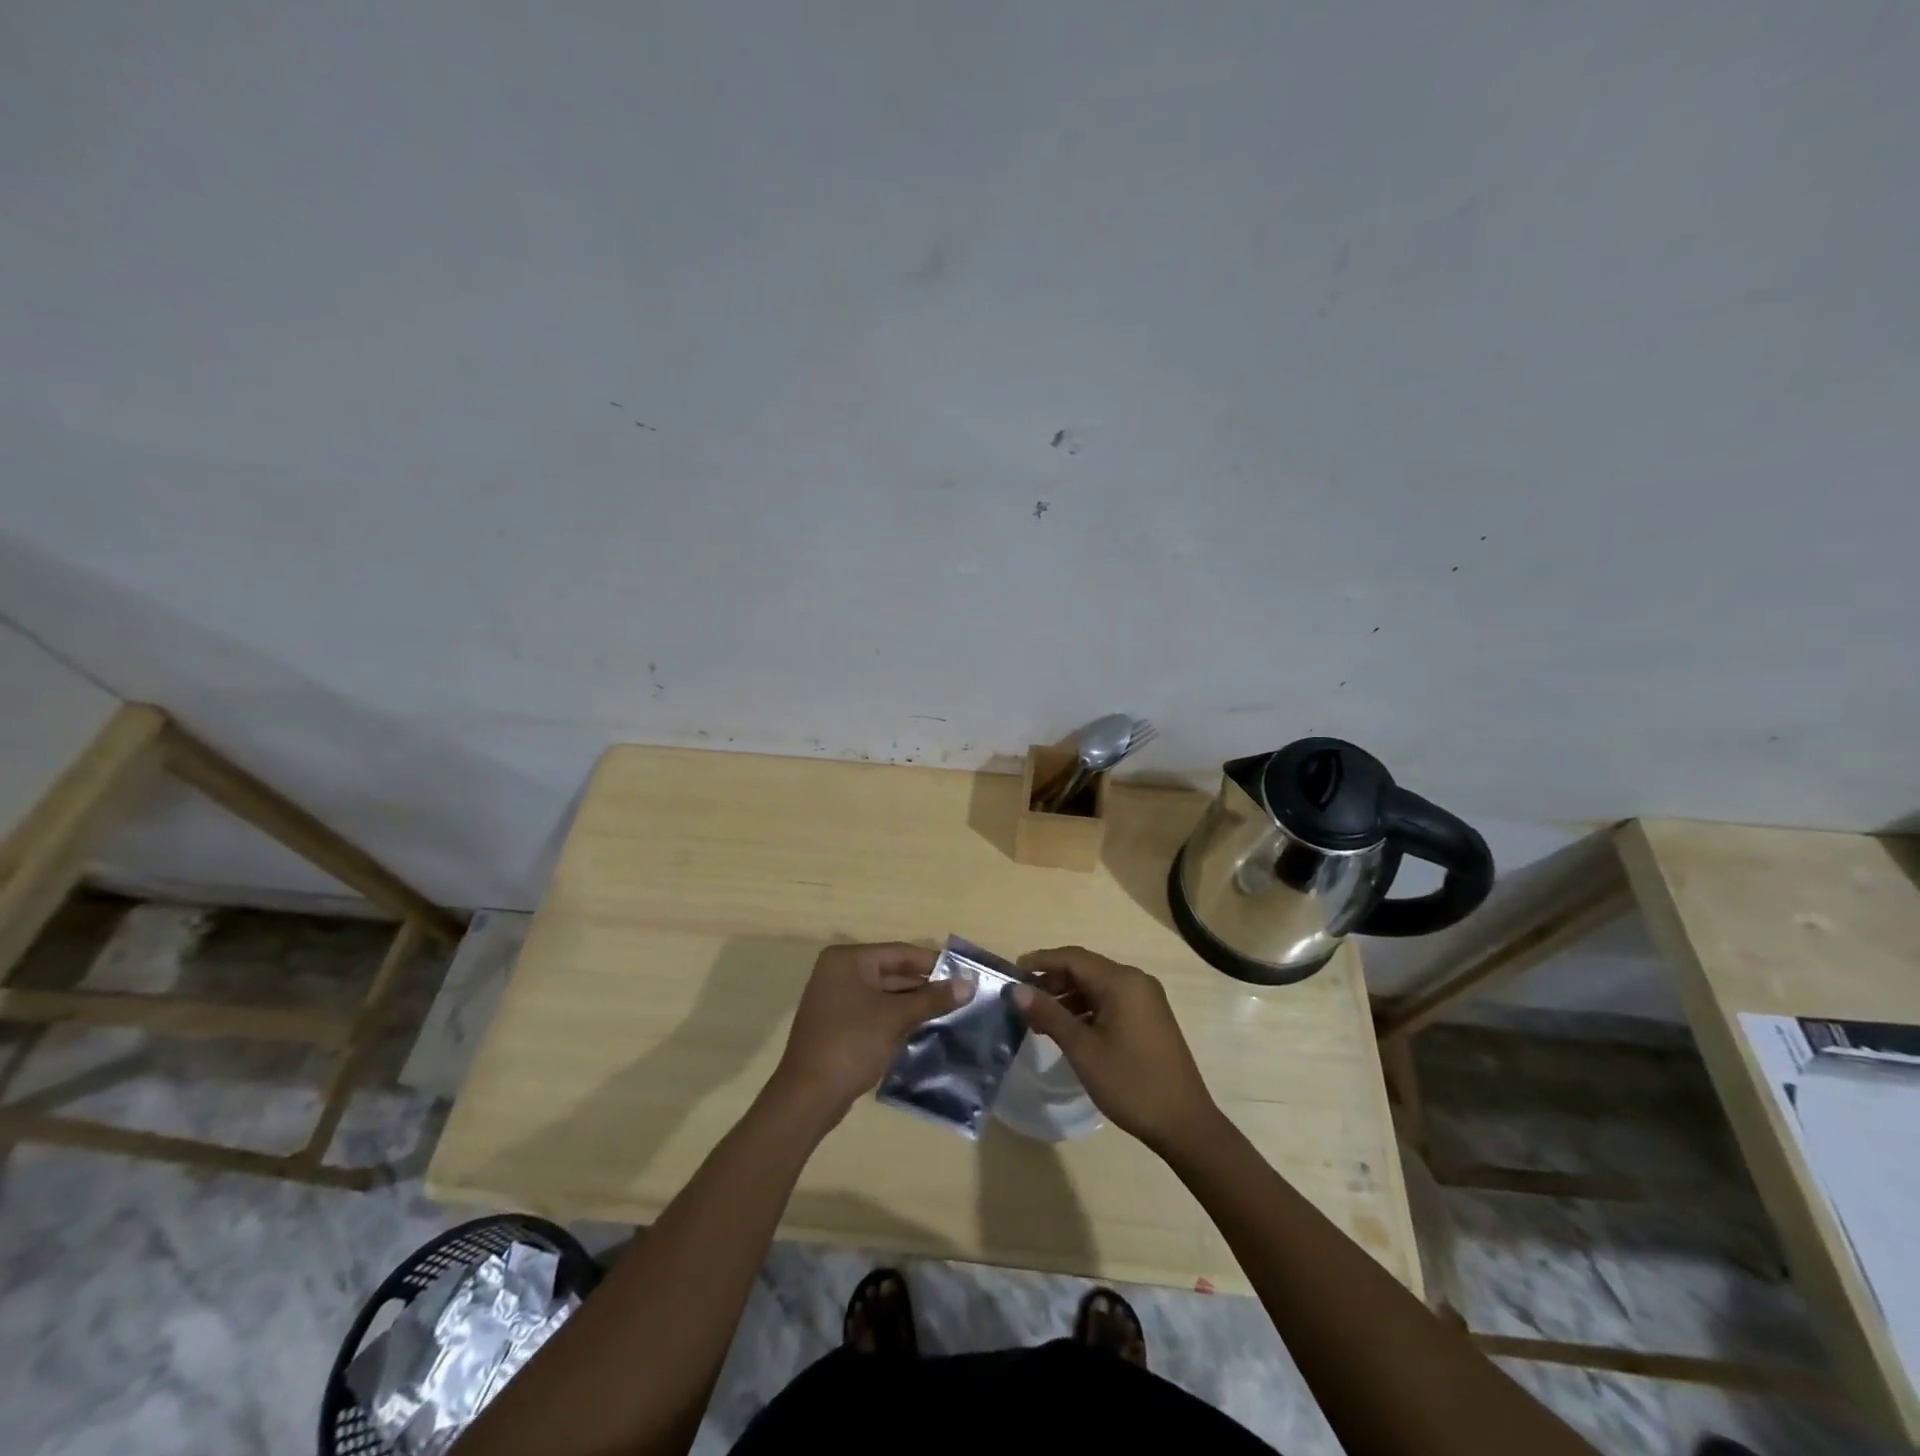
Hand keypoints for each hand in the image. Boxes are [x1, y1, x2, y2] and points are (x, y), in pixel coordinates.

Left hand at [771, 942, 971, 1121]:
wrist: (808, 1098)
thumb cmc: (851, 1044)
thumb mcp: (895, 1018)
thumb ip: (932, 999)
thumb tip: (969, 984)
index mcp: (848, 960)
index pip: (899, 953)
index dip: (933, 963)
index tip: (965, 972)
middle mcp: (840, 972)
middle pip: (892, 971)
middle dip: (926, 985)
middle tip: (963, 994)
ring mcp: (837, 998)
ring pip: (886, 993)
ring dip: (915, 1003)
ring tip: (952, 1011)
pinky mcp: (839, 1023)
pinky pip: (876, 1011)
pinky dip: (898, 1017)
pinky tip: (925, 1027)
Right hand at [1013, 946, 1222, 1154]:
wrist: (1184, 1124)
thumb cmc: (1130, 1083)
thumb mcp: (1083, 1049)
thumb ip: (1049, 1014)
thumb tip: (1018, 990)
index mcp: (1122, 982)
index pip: (1073, 958)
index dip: (1041, 961)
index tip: (1013, 972)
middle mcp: (1136, 982)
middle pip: (1086, 969)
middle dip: (1053, 981)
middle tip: (1024, 1001)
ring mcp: (1146, 1000)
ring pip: (1098, 986)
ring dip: (1068, 997)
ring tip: (1041, 1020)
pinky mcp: (1149, 1018)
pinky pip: (1111, 1001)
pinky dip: (1087, 1009)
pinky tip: (1069, 1030)